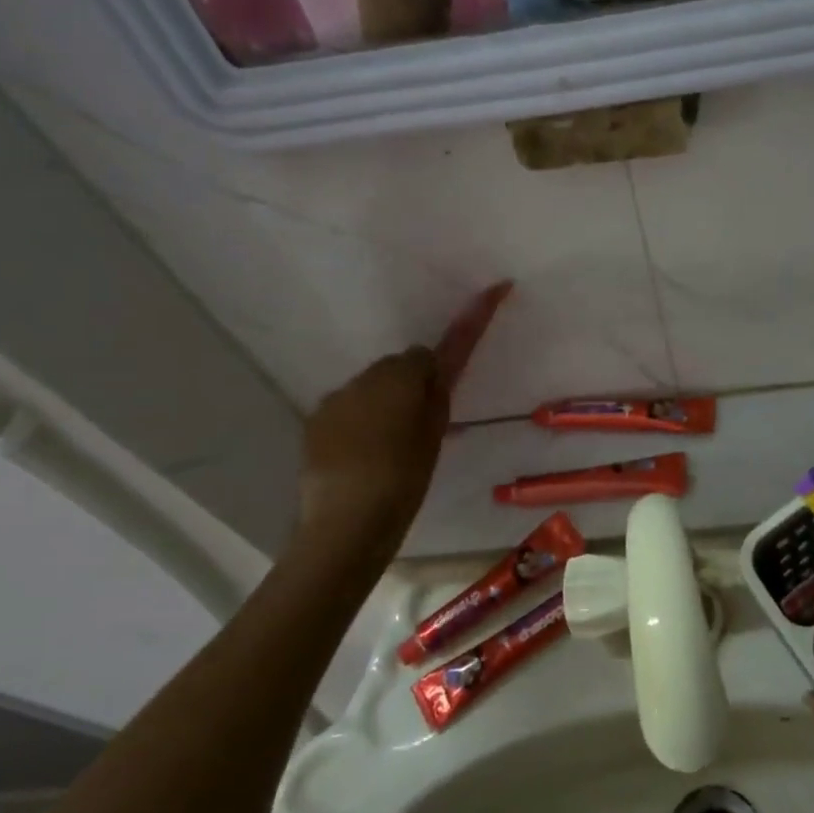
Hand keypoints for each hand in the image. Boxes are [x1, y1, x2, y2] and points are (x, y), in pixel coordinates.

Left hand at [293, 282, 511, 558]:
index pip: (439, 345)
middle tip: (422, 425)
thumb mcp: (433, 438)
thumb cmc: (402, 481)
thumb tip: (433, 370)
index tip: (497, 288)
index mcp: (404, 379)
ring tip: (390, 446)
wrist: (345, 524)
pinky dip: (360, 419)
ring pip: (373, 387)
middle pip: (400, 367)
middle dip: (411, 384)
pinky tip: (363, 454)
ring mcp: (337, 397)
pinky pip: (348, 407)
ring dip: (384, 402)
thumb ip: (435, 397)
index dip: (470, 319)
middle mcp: (368, 376)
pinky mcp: (317, 420)